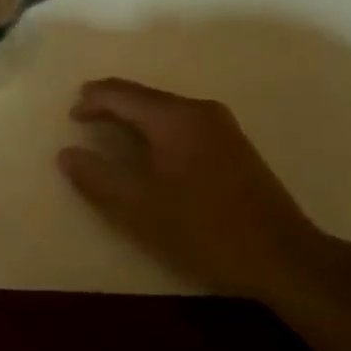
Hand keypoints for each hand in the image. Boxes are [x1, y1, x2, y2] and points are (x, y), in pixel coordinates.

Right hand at [57, 78, 350, 312]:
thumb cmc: (203, 229)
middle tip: (83, 118)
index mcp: (173, 118)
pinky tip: (149, 149)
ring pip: (163, 109)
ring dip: (133, 116)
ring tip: (109, 132)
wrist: (284, 257)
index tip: (69, 117)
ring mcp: (221, 126)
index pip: (120, 94)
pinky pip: (181, 122)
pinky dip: (155, 127)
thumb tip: (67, 153)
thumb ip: (96, 177)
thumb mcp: (138, 207)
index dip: (90, 101)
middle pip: (143, 96)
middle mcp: (198, 110)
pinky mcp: (233, 145)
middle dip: (110, 104)